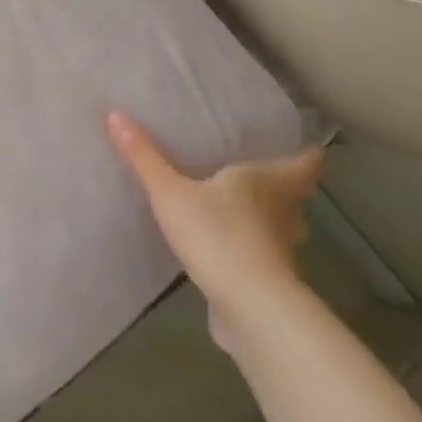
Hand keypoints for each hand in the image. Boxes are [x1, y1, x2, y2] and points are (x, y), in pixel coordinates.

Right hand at [106, 111, 322, 352]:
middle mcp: (283, 213)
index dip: (305, 154)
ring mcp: (281, 251)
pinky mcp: (270, 282)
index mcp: (268, 182)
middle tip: (256, 174)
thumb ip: (144, 157)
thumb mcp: (170, 192)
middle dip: (281, 187)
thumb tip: (115, 113)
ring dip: (267, 220)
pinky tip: (225, 250)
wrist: (249, 307)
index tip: (301, 144)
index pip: (304, 163)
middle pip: (294, 196)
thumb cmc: (217, 235)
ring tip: (237, 211)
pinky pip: (263, 257)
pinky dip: (250, 251)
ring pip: (281, 227)